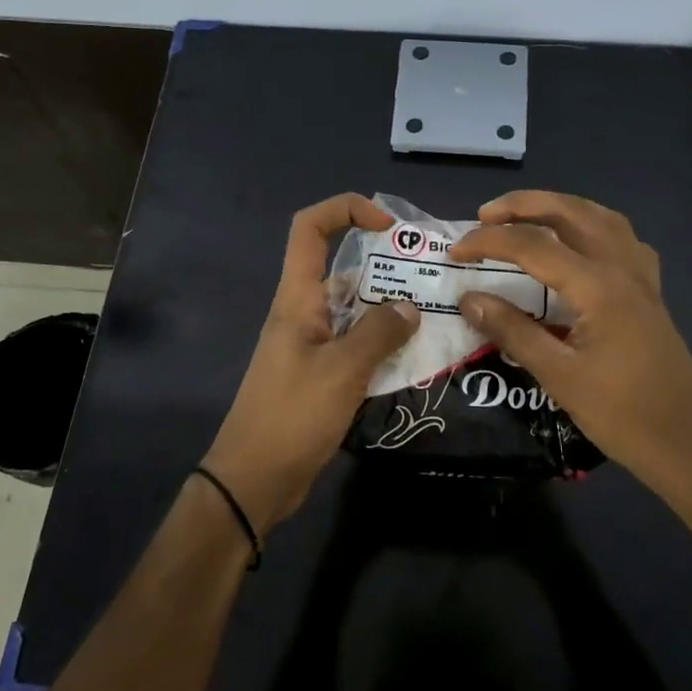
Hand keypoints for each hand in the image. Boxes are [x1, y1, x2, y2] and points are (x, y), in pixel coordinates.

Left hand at [201, 194, 420, 532]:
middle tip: (432, 277)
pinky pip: (357, 347)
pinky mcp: (321, 375)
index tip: (387, 225)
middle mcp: (303, 314)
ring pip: (355, 311)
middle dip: (386, 265)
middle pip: (343, 269)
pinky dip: (384, 345)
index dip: (345, 210)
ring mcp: (312, 346)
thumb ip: (378, 333)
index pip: (309, 229)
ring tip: (436, 315)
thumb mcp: (341, 370)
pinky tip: (417, 357)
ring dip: (391, 310)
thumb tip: (409, 306)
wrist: (254, 480)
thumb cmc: (292, 416)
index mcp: (297, 299)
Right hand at [448, 191, 691, 508]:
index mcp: (598, 287)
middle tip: (485, 214)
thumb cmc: (621, 415)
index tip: (455, 252)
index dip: (488, 242)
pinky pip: (621, 239)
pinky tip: (578, 245)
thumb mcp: (558, 376)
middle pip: (570, 212)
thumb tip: (468, 299)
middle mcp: (622, 268)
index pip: (532, 245)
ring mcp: (641, 278)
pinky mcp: (650, 292)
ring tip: (525, 217)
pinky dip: (591, 227)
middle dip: (524, 205)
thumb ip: (512, 330)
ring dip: (559, 207)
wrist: (687, 443)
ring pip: (600, 217)